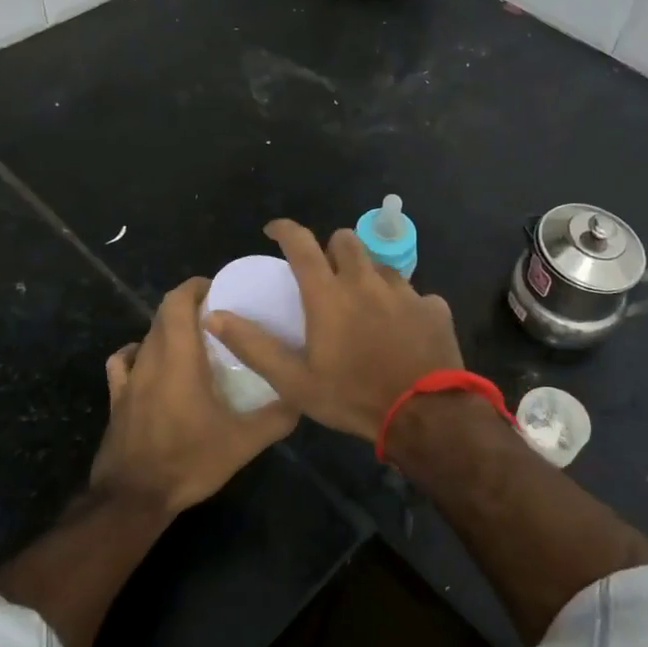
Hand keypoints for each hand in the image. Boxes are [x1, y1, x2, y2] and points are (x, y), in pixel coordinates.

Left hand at [90, 276, 298, 513]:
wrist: (133, 499)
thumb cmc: (188, 461)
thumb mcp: (242, 443)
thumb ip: (275, 418)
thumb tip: (301, 397)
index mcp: (179, 358)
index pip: (178, 302)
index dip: (196, 287)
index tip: (220, 289)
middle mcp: (150, 359)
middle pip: (163, 314)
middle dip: (188, 305)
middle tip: (218, 316)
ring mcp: (129, 379)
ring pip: (146, 336)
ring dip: (168, 329)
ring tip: (194, 341)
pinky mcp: (116, 399)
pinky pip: (123, 362)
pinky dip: (138, 353)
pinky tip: (150, 364)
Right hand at [206, 220, 463, 441]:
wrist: (426, 417)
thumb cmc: (353, 397)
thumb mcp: (295, 382)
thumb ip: (254, 346)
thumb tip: (214, 316)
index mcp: (329, 294)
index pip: (301, 243)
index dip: (284, 230)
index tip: (273, 230)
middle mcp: (366, 281)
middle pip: (346, 240)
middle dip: (332, 249)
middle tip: (326, 275)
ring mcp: (405, 292)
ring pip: (380, 266)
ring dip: (367, 276)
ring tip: (364, 306)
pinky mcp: (434, 307)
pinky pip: (414, 295)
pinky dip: (403, 305)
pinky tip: (402, 330)